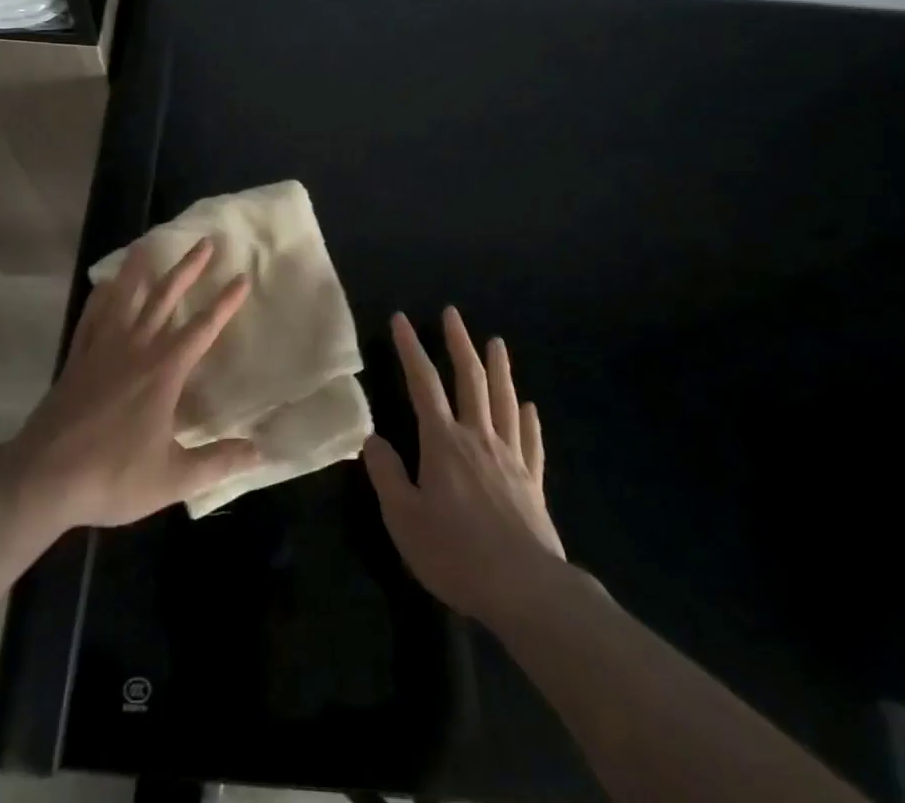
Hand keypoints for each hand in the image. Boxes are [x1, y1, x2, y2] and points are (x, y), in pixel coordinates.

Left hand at [10, 238, 260, 528]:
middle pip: (165, 298)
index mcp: (163, 371)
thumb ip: (218, 462)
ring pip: (125, 298)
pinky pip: (91, 318)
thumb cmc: (113, 475)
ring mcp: (102, 349)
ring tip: (148, 243)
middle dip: (189, 269)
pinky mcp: (77, 359)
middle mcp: (136, 348)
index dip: (225, 302)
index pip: (203, 328)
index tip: (242, 276)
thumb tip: (260, 452)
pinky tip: (105, 285)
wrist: (45, 477)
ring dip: (140, 269)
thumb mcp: (173, 477)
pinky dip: (100, 297)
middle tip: (206, 242)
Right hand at [363, 308, 566, 624]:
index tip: (402, 319)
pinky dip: (530, 421)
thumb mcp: (404, 519)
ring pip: (504, 402)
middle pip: (470, 380)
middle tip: (453, 314)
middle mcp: (478, 438)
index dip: (410, 349)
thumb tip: (372, 439)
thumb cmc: (457, 554)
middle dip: (459, 344)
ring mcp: (510, 459)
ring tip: (497, 343)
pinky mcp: (532, 484)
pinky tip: (530, 408)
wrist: (526, 590)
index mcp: (443, 442)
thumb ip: (387, 475)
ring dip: (499, 369)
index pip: (423, 384)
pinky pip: (531, 442)